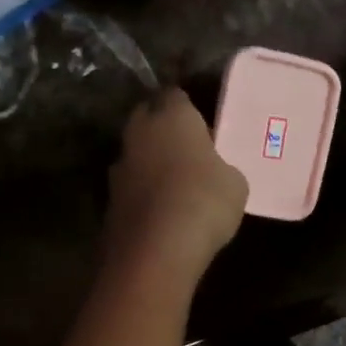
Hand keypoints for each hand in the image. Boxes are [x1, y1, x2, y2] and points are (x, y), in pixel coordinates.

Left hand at [104, 89, 248, 281]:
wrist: (156, 251)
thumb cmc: (204, 202)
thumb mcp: (235, 183)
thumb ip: (222, 168)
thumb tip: (214, 172)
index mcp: (172, 116)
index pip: (175, 95)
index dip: (188, 107)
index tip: (202, 123)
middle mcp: (139, 133)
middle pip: (147, 118)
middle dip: (162, 128)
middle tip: (187, 147)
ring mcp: (119, 167)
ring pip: (136, 153)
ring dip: (150, 162)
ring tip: (174, 182)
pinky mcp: (110, 200)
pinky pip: (131, 187)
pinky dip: (142, 193)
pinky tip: (161, 210)